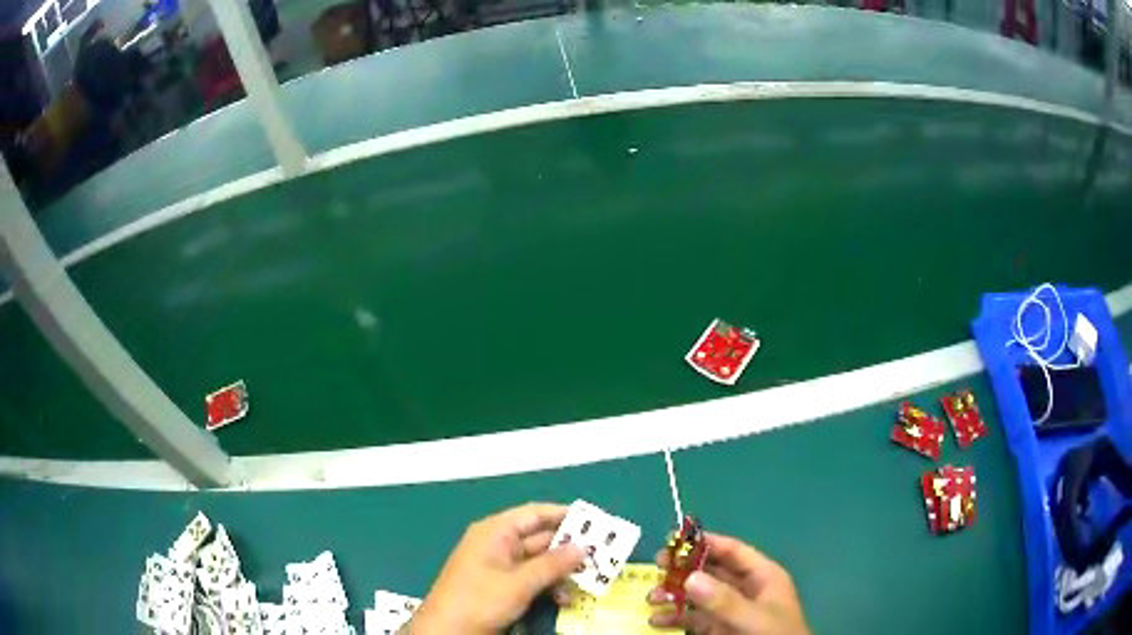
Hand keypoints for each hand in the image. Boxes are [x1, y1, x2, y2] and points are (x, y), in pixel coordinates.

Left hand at [410, 503, 583, 634]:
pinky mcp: (501, 587)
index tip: (594, 521)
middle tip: (601, 555)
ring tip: (589, 581)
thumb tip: (583, 547)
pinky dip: (549, 587)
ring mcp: (499, 567)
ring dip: (561, 572)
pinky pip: (531, 579)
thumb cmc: (479, 599)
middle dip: (568, 548)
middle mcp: (498, 545)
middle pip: (539, 539)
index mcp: (495, 533)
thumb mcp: (519, 583)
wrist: (447, 631)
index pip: (534, 514)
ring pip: (539, 562)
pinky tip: (565, 600)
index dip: (563, 515)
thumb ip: (552, 564)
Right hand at [647, 533, 809, 634]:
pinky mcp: (720, 630)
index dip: (707, 543)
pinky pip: (695, 619)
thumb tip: (690, 578)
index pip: (733, 551)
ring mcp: (732, 611)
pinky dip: (675, 618)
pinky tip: (656, 620)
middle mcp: (746, 591)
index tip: (676, 538)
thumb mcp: (753, 617)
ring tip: (651, 596)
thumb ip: (724, 600)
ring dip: (675, 594)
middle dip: (684, 568)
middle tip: (656, 563)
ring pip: (699, 596)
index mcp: (763, 577)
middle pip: (712, 571)